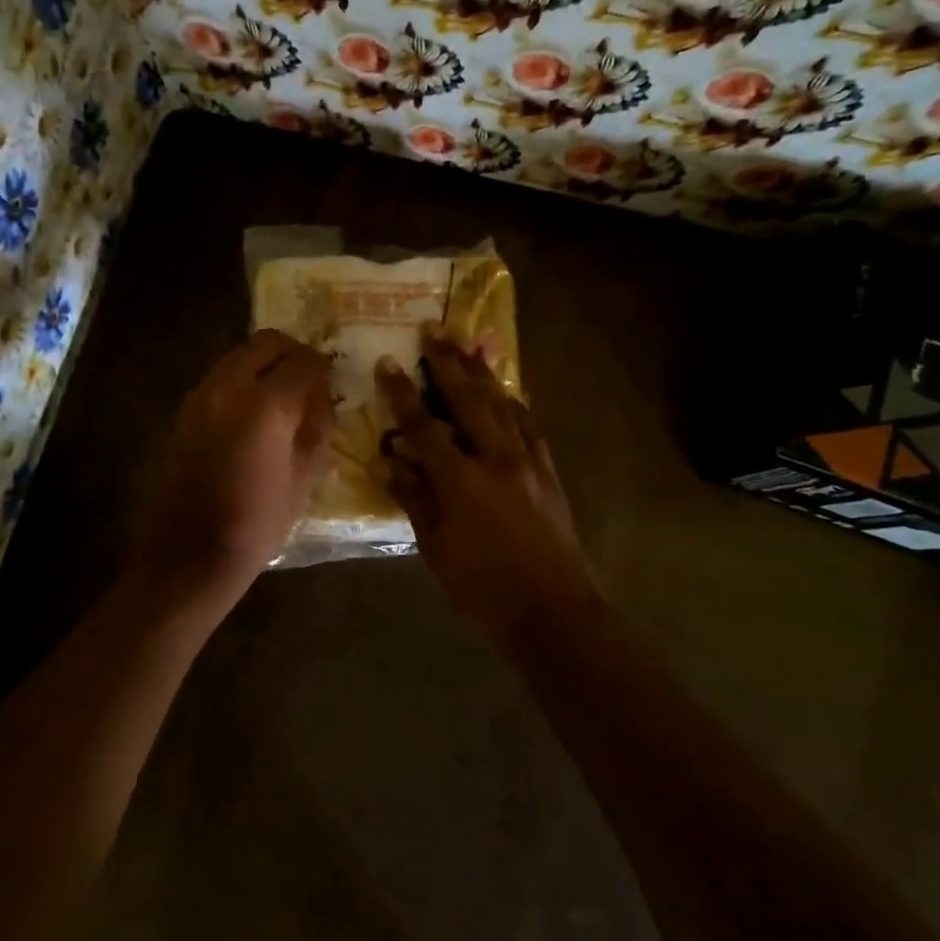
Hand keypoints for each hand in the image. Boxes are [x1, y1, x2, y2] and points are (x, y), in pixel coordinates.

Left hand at [133, 329, 334, 605]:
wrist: (190, 554)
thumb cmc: (257, 523)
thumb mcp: (303, 480)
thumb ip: (317, 431)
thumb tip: (324, 403)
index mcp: (267, 405)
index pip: (304, 362)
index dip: (324, 367)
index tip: (333, 380)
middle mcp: (230, 387)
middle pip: (266, 343)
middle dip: (292, 353)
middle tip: (308, 377)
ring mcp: (201, 396)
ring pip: (238, 356)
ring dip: (264, 364)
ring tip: (282, 395)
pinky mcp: (185, 412)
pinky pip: (220, 378)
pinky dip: (242, 381)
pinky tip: (254, 413)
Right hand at [377, 327, 602, 642]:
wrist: (552, 610)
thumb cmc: (483, 586)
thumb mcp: (435, 547)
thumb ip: (413, 498)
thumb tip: (388, 461)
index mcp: (462, 480)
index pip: (424, 426)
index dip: (403, 393)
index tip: (388, 362)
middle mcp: (496, 458)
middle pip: (468, 399)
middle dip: (447, 363)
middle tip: (432, 330)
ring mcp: (528, 461)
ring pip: (502, 404)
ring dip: (482, 373)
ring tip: (467, 345)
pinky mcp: (548, 471)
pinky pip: (529, 424)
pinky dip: (513, 402)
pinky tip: (505, 392)